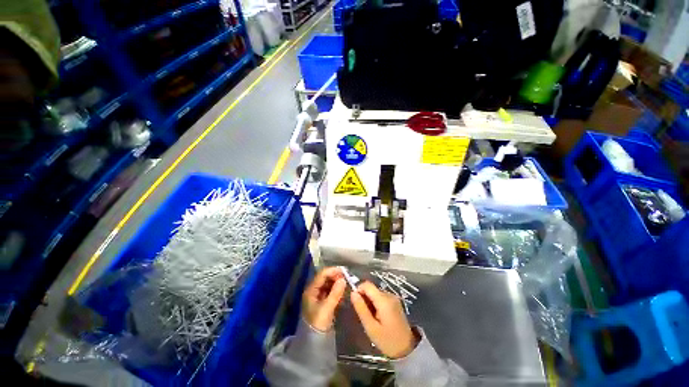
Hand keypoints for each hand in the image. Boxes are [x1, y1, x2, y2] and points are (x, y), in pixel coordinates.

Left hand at [302, 267, 346, 331]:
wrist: (313, 342)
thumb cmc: (318, 324)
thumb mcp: (327, 308)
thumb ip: (335, 293)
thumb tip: (343, 280)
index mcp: (311, 290)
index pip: (322, 274)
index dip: (333, 271)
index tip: (344, 271)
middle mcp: (313, 290)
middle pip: (325, 277)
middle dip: (336, 276)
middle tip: (347, 278)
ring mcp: (317, 295)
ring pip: (328, 283)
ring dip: (337, 282)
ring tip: (346, 284)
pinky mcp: (322, 301)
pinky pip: (330, 290)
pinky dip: (336, 289)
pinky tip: (343, 291)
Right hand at [350, 281, 418, 358]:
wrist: (408, 350)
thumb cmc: (388, 341)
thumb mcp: (371, 327)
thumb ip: (361, 309)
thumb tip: (353, 293)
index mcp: (384, 300)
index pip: (367, 285)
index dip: (359, 290)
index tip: (355, 303)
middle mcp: (389, 295)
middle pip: (371, 289)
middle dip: (364, 299)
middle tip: (364, 315)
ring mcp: (393, 298)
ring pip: (375, 293)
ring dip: (370, 302)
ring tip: (371, 318)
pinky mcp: (395, 302)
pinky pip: (381, 297)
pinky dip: (376, 304)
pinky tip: (377, 317)